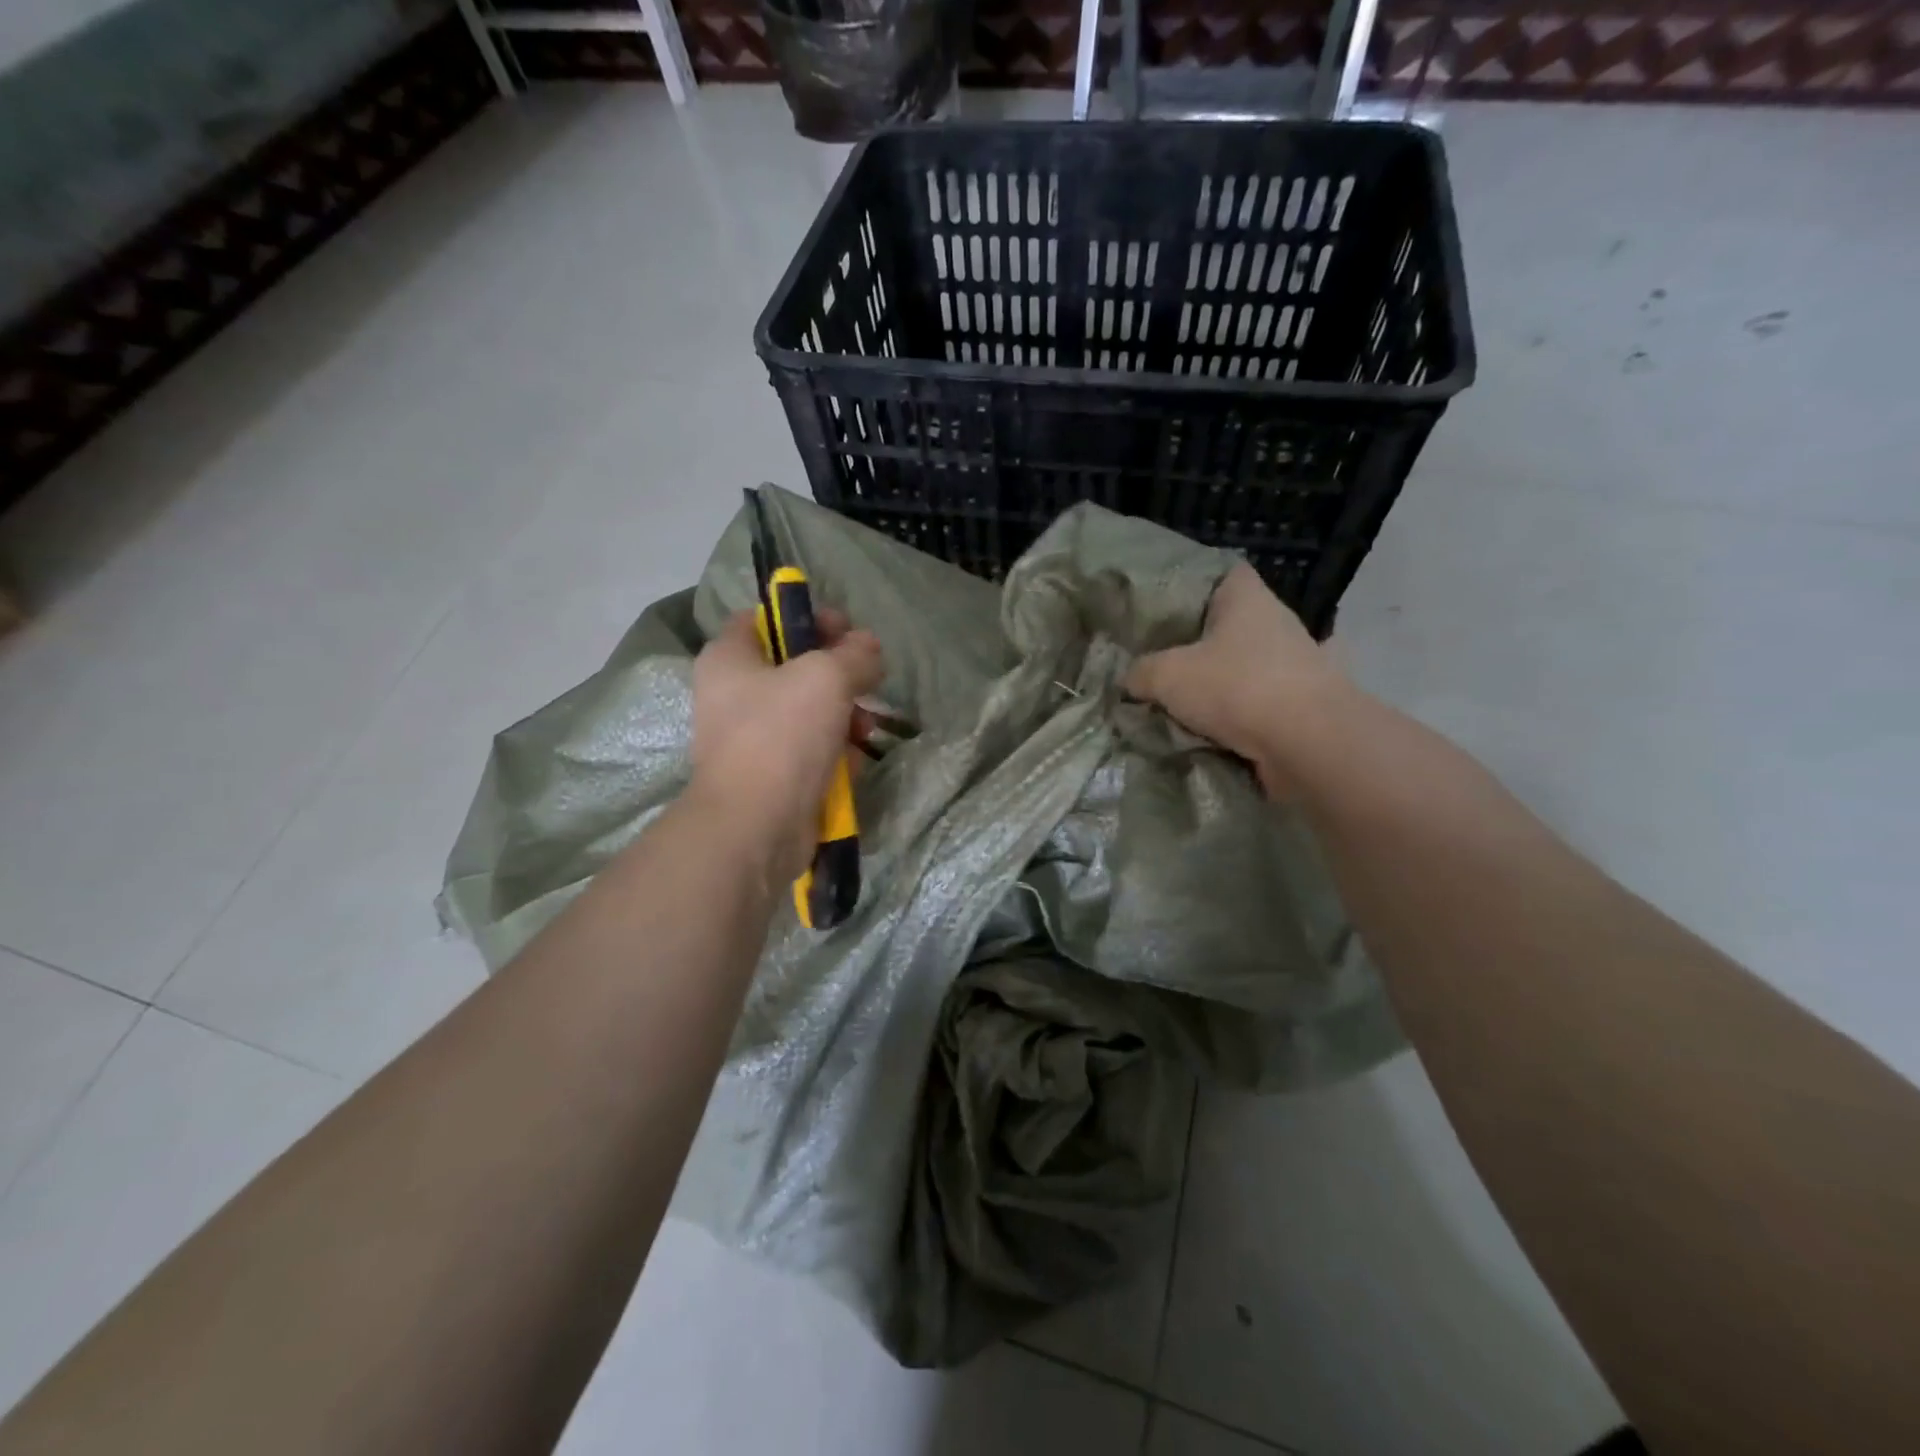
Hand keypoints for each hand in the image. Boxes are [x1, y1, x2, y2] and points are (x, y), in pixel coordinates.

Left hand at [690, 608, 883, 880]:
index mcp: (729, 658)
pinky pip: (810, 750)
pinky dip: (835, 752)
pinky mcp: (771, 775)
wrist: (756, 826)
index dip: (807, 617)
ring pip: (809, 711)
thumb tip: (869, 647)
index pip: (765, 618)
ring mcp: (751, 738)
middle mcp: (733, 694)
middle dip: (839, 673)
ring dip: (844, 715)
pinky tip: (853, 761)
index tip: (847, 630)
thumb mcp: (827, 677)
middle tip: (867, 680)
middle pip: (794, 667)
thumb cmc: (782, 735)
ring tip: (865, 727)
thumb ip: (854, 654)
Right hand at [1124, 563, 1348, 795]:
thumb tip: (1130, 680)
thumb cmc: (1236, 687)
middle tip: (1162, 659)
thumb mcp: (1166, 675)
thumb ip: (1141, 672)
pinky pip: (1264, 702)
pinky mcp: (1305, 705)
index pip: (1226, 573)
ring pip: (1249, 665)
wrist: (1306, 744)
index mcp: (1248, 599)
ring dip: (1223, 681)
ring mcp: (1297, 665)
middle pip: (1233, 623)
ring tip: (1183, 699)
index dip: (1197, 584)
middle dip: (1202, 642)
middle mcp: (1278, 624)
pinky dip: (1244, 713)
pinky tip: (1217, 727)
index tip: (1168, 606)